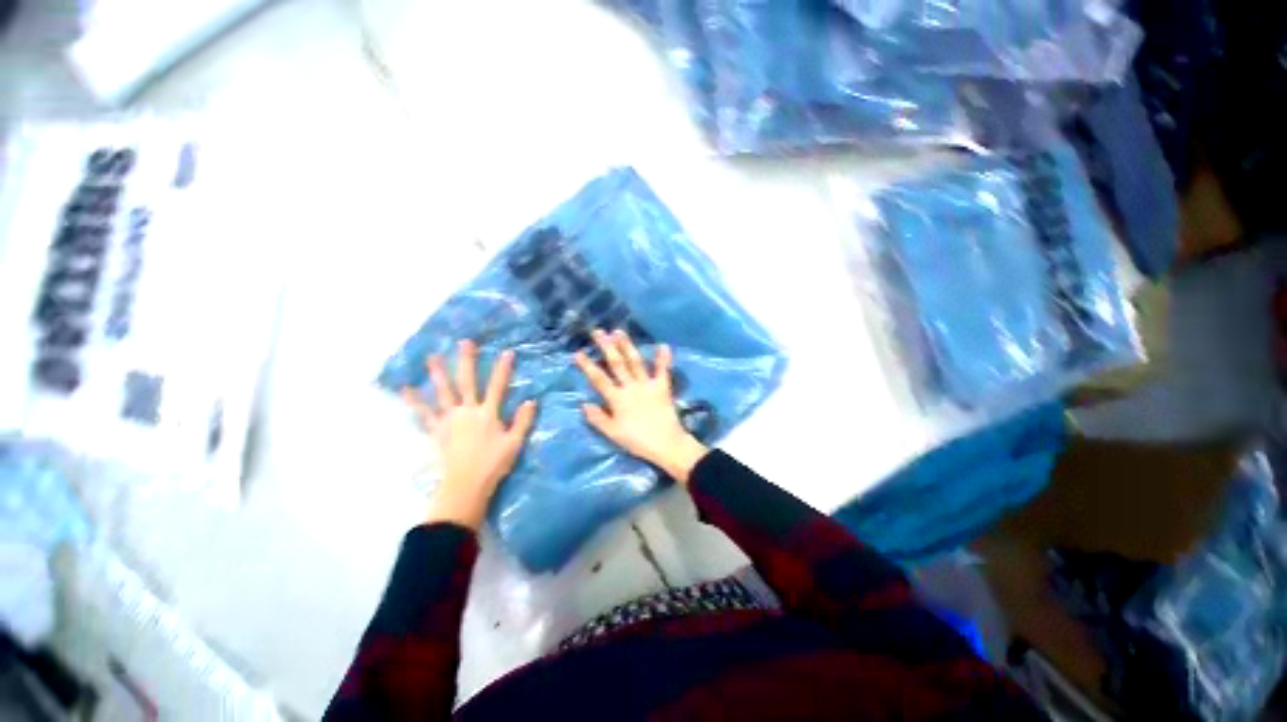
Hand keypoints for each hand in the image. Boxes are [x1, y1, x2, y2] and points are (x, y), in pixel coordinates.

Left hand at [403, 340, 536, 529]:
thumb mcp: (514, 443)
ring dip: (438, 373)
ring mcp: (449, 419)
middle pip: (468, 382)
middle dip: (467, 361)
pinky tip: (406, 389)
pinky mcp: (436, 430)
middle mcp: (468, 411)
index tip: (507, 352)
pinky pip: (423, 414)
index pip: (498, 386)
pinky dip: (414, 401)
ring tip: (431, 356)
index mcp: (488, 414)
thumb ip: (523, 421)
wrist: (465, 486)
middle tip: (464, 342)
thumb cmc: (493, 465)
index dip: (503, 369)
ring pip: (443, 392)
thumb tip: (531, 401)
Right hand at [575, 329, 708, 483]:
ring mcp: (647, 385)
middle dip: (606, 347)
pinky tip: (663, 345)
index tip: (577, 353)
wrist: (666, 445)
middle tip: (598, 332)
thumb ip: (598, 419)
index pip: (599, 379)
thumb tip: (583, 404)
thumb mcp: (613, 434)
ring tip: (619, 331)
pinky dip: (663, 359)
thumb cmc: (637, 441)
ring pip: (635, 362)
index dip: (587, 365)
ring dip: (627, 346)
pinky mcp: (663, 387)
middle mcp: (631, 387)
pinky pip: (663, 371)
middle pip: (616, 364)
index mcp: (617, 399)